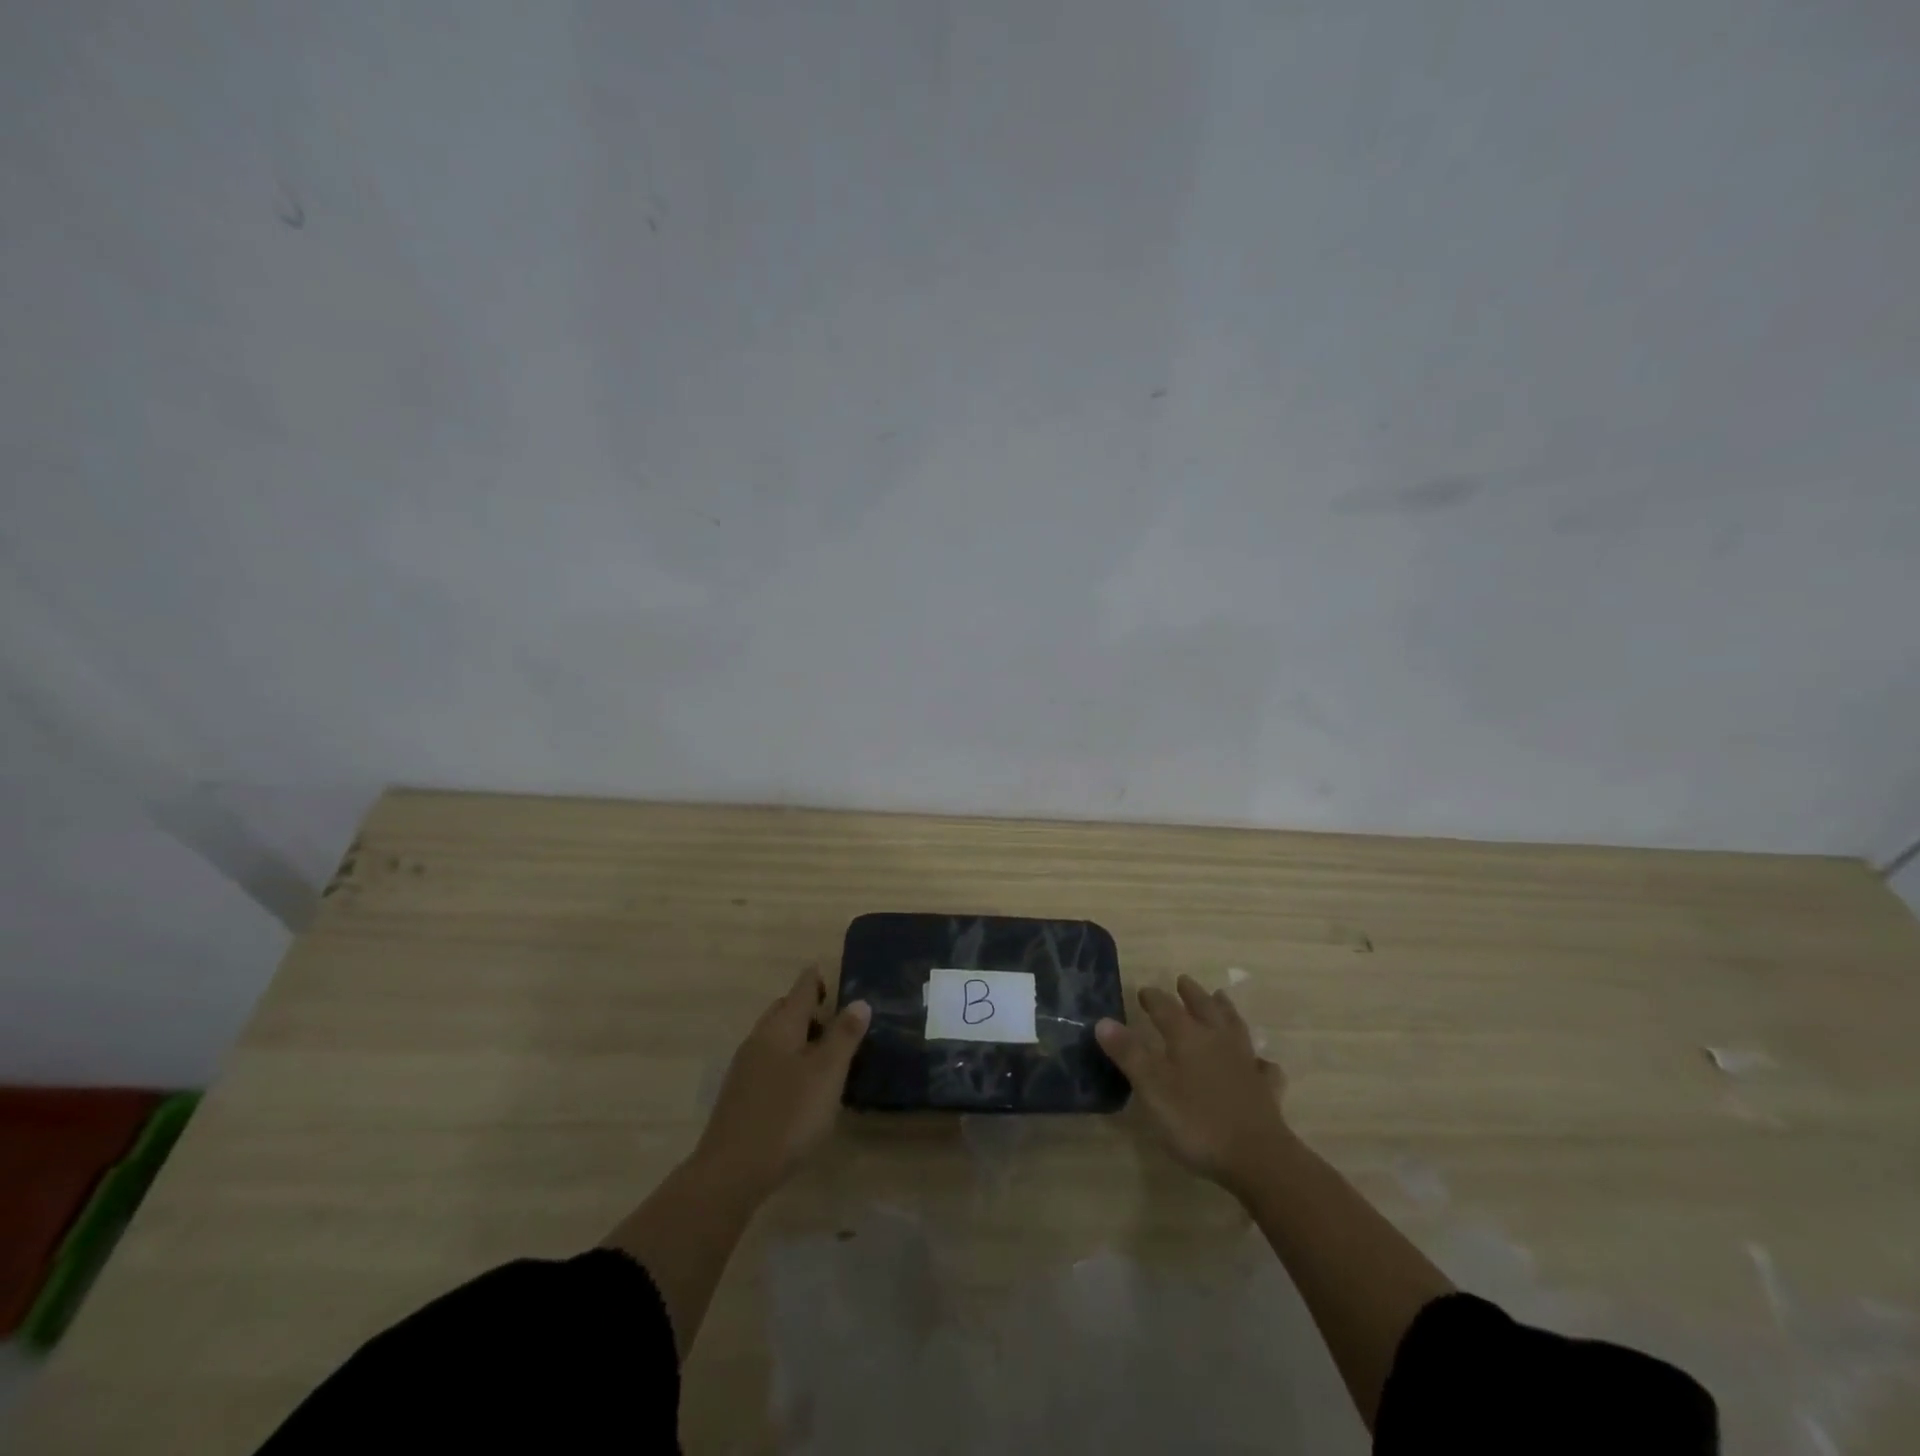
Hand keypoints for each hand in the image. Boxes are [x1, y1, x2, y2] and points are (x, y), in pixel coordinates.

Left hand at [692, 966, 869, 1195]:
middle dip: (805, 1007)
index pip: (800, 991)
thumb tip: (860, 1001)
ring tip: (823, 1050)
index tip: (823, 968)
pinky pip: (768, 1062)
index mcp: (781, 1028)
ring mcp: (745, 1069)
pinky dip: (787, 1059)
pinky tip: (800, 1084)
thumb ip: (844, 1036)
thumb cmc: (788, 1115)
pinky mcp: (740, 1096)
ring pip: (774, 1038)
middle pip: (783, 1011)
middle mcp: (759, 1040)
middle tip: (832, 1013)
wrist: (731, 1172)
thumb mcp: (827, 1074)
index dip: (814, 979)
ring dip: (797, 1035)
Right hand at [1096, 974, 1291, 1192]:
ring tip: (1221, 998)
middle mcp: (1218, 1041)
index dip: (1154, 998)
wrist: (1258, 1157)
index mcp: (1188, 1037)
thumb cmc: (1196, 1122)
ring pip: (1235, 1027)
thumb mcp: (1152, 1089)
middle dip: (1192, 994)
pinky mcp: (1266, 1089)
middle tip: (1183, 981)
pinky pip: (1263, 1067)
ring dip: (1226, 1011)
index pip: (1166, 1008)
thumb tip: (1103, 1021)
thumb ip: (1129, 1054)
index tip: (1144, 991)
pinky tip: (1259, 1062)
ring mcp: (1246, 1064)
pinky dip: (1259, 1060)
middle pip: (1204, 1008)